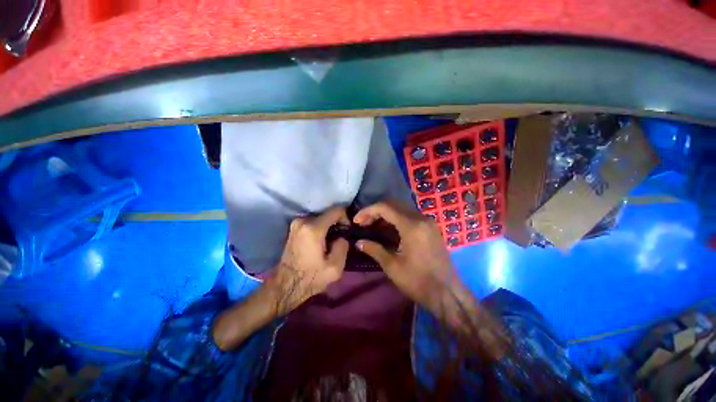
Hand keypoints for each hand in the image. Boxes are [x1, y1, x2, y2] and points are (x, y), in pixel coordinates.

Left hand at [268, 207, 350, 314]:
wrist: (286, 286)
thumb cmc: (311, 277)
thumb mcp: (335, 267)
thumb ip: (343, 246)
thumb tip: (342, 237)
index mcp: (313, 228)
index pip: (336, 210)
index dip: (346, 218)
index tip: (348, 230)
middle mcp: (302, 221)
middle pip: (327, 214)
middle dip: (337, 223)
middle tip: (340, 238)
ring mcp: (296, 223)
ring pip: (320, 218)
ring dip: (328, 226)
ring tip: (331, 241)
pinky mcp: (293, 228)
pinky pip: (312, 222)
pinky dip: (320, 228)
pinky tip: (321, 241)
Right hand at [354, 201, 509, 358]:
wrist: (447, 293)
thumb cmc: (418, 282)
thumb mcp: (392, 266)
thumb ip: (374, 249)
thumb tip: (358, 242)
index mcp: (411, 226)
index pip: (385, 207)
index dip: (368, 211)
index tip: (357, 221)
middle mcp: (421, 218)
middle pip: (393, 205)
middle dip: (376, 211)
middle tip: (363, 223)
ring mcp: (428, 222)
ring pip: (402, 209)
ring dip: (386, 215)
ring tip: (372, 226)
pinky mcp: (431, 228)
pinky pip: (410, 216)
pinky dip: (396, 219)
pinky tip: (388, 229)